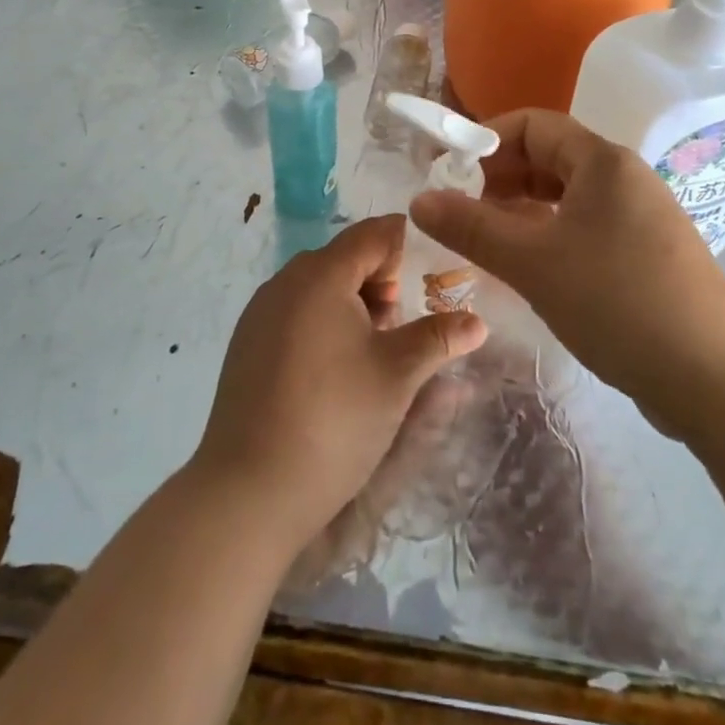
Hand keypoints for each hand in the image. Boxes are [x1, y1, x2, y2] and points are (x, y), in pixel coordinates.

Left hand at [191, 215, 486, 548]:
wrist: (249, 491)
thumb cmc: (334, 419)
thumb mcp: (398, 376)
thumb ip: (439, 338)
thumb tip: (478, 322)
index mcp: (322, 274)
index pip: (373, 234)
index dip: (406, 249)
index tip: (431, 281)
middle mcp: (285, 281)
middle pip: (345, 258)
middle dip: (381, 283)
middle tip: (403, 327)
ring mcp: (260, 312)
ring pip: (318, 287)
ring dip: (352, 304)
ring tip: (373, 353)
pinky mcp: (246, 343)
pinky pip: (294, 312)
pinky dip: (322, 324)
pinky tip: (334, 371)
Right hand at [408, 110, 724, 430]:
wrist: (716, 378)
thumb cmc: (619, 302)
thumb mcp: (533, 262)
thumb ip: (472, 228)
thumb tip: (418, 199)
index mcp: (602, 162)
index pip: (533, 124)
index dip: (485, 140)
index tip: (448, 174)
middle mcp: (623, 178)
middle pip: (548, 157)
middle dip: (498, 178)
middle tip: (459, 212)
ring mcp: (638, 217)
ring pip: (564, 196)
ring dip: (520, 210)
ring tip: (483, 240)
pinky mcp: (644, 254)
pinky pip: (583, 227)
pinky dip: (547, 236)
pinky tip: (526, 268)